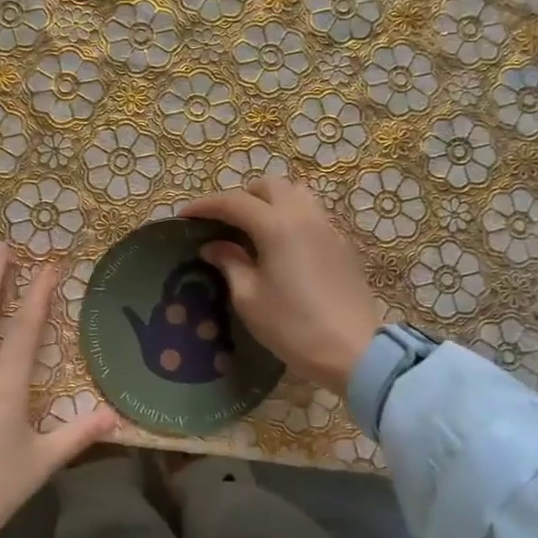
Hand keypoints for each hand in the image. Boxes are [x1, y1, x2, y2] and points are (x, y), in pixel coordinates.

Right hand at [181, 179, 383, 395]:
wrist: (353, 351)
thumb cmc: (293, 326)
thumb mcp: (249, 298)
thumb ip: (230, 263)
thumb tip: (213, 246)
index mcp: (277, 225)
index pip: (234, 202)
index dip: (205, 205)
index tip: (184, 215)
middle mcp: (304, 216)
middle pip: (269, 187)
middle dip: (241, 197)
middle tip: (222, 222)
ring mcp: (328, 228)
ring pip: (296, 195)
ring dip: (270, 202)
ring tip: (253, 229)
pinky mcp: (342, 245)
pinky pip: (312, 215)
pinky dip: (290, 218)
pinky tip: (281, 247)